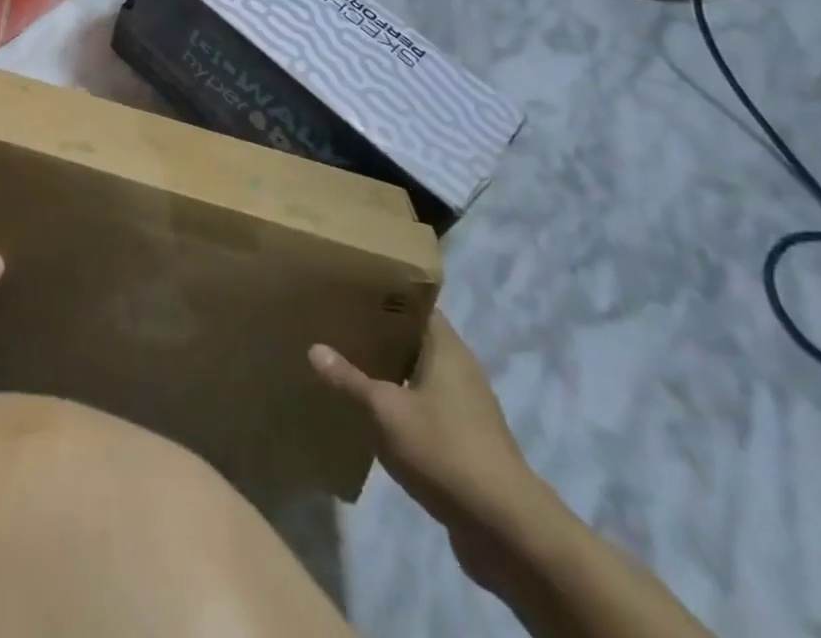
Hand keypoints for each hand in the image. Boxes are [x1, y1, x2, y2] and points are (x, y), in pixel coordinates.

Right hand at [310, 311, 538, 538]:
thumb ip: (349, 380)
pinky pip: (425, 407)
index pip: (414, 304)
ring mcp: (465, 407)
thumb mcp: (386, 412)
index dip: (384, 294)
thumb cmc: (444, 451)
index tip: (350, 290)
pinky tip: (371, 413)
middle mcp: (459, 369)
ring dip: (388, 372)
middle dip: (379, 334)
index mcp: (446, 348)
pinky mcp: (464, 441)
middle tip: (337, 326)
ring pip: (418, 375)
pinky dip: (400, 404)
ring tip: (347, 365)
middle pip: (414, 339)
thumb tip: (314, 348)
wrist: (506, 530)